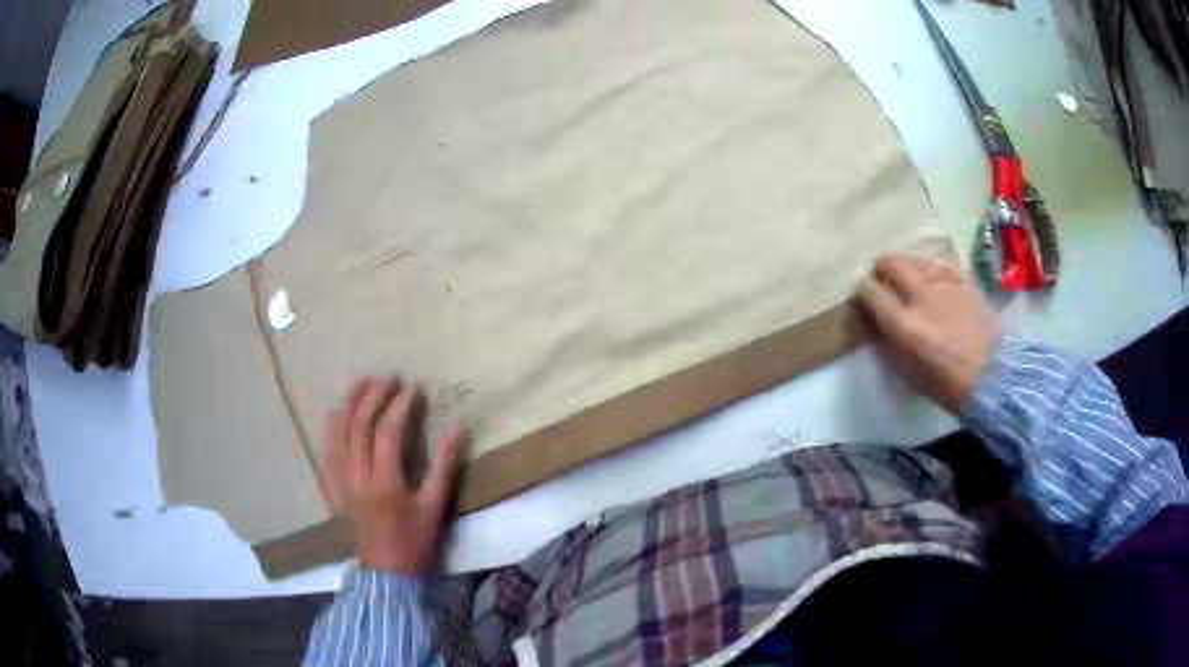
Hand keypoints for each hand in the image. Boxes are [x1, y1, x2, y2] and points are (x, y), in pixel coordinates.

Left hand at [318, 377, 466, 575]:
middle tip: (388, 379)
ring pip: (336, 434)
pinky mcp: (333, 489)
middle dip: (372, 396)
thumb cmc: (414, 541)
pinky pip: (325, 452)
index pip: (388, 432)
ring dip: (347, 404)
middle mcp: (356, 478)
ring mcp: (339, 482)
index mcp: (383, 483)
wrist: (386, 572)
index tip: (414, 389)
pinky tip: (336, 416)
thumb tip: (458, 429)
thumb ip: (445, 467)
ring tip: (361, 384)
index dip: (400, 406)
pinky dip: (330, 429)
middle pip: (357, 425)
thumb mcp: (435, 507)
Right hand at [854, 254, 999, 412]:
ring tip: (909, 282)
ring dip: (905, 267)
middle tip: (883, 284)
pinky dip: (930, 267)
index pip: (869, 291)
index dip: (862, 293)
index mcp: (902, 323)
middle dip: (880, 270)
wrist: (994, 375)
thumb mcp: (906, 372)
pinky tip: (933, 280)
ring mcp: (943, 282)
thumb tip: (870, 322)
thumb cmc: (946, 384)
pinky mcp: (963, 278)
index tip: (864, 302)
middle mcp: (919, 295)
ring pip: (913, 258)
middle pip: (888, 262)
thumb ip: (884, 342)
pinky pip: (938, 261)